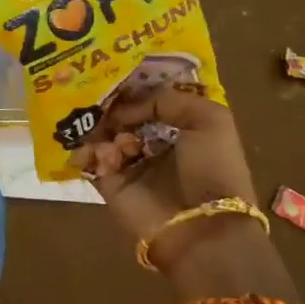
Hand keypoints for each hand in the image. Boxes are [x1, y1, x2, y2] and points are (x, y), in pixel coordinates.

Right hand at [74, 83, 258, 245]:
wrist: (201, 227)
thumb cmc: (213, 168)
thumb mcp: (209, 119)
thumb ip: (167, 99)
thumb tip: (125, 109)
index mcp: (181, 127)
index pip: (150, 99)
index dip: (133, 88)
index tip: (115, 76)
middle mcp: (153, 143)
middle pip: (121, 114)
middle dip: (111, 107)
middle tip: (100, 100)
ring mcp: (129, 163)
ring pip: (102, 133)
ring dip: (103, 130)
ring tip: (114, 140)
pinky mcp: (109, 183)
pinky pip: (91, 159)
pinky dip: (92, 153)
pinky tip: (107, 157)